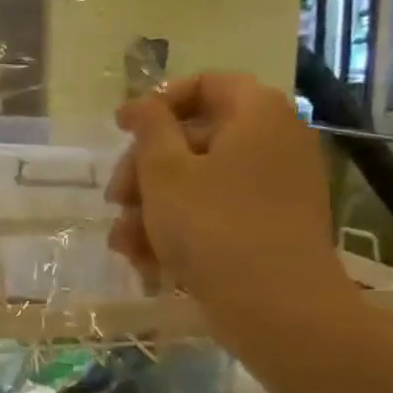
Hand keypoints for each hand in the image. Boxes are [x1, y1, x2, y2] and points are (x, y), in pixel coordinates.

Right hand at [107, 73, 353, 343]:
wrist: (278, 309)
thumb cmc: (213, 226)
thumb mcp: (164, 171)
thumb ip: (149, 128)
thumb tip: (143, 103)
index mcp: (256, 115)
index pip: (206, 84)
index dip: (157, 102)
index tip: (120, 128)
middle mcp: (274, 142)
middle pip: (193, 138)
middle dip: (143, 171)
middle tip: (115, 200)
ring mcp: (275, 187)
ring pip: (197, 182)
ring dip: (151, 209)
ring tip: (125, 244)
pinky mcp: (270, 227)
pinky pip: (215, 213)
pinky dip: (179, 230)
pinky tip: (148, 262)